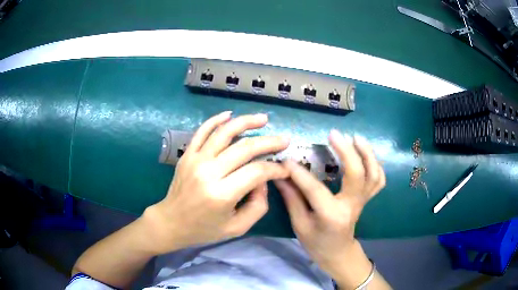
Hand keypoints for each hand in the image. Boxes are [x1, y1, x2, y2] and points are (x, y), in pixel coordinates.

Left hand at [144, 112, 289, 254]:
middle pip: (244, 148)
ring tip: (263, 119)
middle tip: (284, 140)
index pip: (256, 172)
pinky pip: (202, 131)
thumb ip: (258, 206)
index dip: (275, 168)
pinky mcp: (187, 154)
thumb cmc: (204, 229)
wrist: (171, 222)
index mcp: (221, 195)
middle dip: (269, 142)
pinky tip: (230, 114)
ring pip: (224, 132)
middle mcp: (208, 173)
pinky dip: (216, 120)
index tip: (284, 168)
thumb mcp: (237, 227)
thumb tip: (263, 180)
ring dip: (246, 122)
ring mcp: (195, 160)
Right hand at [275, 130, 384, 287]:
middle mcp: (351, 206)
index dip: (299, 173)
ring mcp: (363, 201)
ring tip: (356, 137)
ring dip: (367, 153)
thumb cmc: (316, 243)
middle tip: (334, 134)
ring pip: (373, 174)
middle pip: (357, 174)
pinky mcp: (367, 199)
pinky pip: (379, 180)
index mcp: (332, 215)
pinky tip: (366, 154)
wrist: (337, 253)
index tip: (286, 159)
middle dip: (347, 151)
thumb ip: (292, 199)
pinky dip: (376, 165)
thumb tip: (280, 175)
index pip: (315, 189)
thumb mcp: (300, 225)